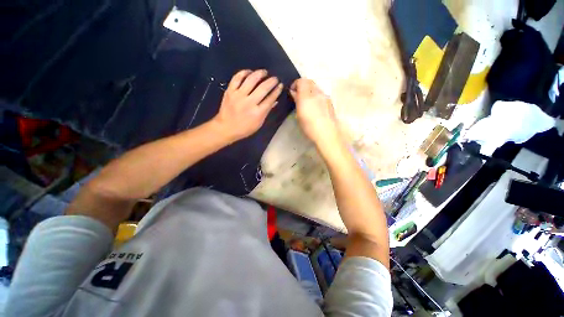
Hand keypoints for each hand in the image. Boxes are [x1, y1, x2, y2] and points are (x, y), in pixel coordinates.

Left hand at [213, 69, 282, 141]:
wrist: (226, 128)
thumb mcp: (259, 123)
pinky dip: (244, 72)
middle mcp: (249, 103)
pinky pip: (237, 78)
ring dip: (259, 73)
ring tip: (264, 72)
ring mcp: (238, 95)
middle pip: (263, 88)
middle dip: (271, 81)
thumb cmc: (245, 128)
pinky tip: (250, 72)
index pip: (270, 99)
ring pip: (251, 80)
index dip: (277, 91)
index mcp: (258, 113)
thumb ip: (267, 111)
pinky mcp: (230, 91)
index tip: (280, 85)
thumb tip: (275, 101)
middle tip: (275, 78)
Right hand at [290, 78, 340, 147]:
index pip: (301, 81)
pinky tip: (315, 106)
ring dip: (310, 91)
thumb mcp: (299, 115)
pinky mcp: (330, 102)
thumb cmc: (309, 126)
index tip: (292, 91)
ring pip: (316, 87)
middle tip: (299, 95)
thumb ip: (297, 101)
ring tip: (307, 101)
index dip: (296, 84)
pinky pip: (321, 94)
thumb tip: (294, 93)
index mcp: (307, 96)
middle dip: (303, 86)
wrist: (327, 133)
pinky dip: (316, 96)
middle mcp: (317, 93)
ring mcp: (325, 96)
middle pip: (310, 82)